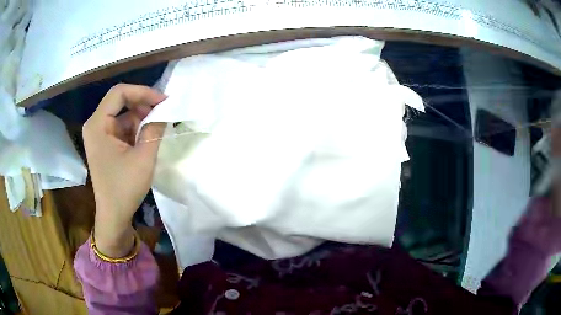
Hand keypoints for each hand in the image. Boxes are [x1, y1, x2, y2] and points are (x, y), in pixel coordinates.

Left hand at [83, 84, 165, 257]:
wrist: (114, 215)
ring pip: (123, 113)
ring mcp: (100, 134)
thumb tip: (164, 110)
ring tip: (159, 125)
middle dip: (143, 104)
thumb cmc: (124, 188)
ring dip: (141, 117)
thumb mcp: (144, 157)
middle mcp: (95, 125)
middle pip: (120, 101)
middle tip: (164, 110)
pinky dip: (136, 128)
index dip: (143, 92)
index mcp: (98, 125)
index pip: (119, 93)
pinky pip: (122, 126)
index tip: (163, 101)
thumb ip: (154, 129)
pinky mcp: (105, 143)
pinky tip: (148, 135)